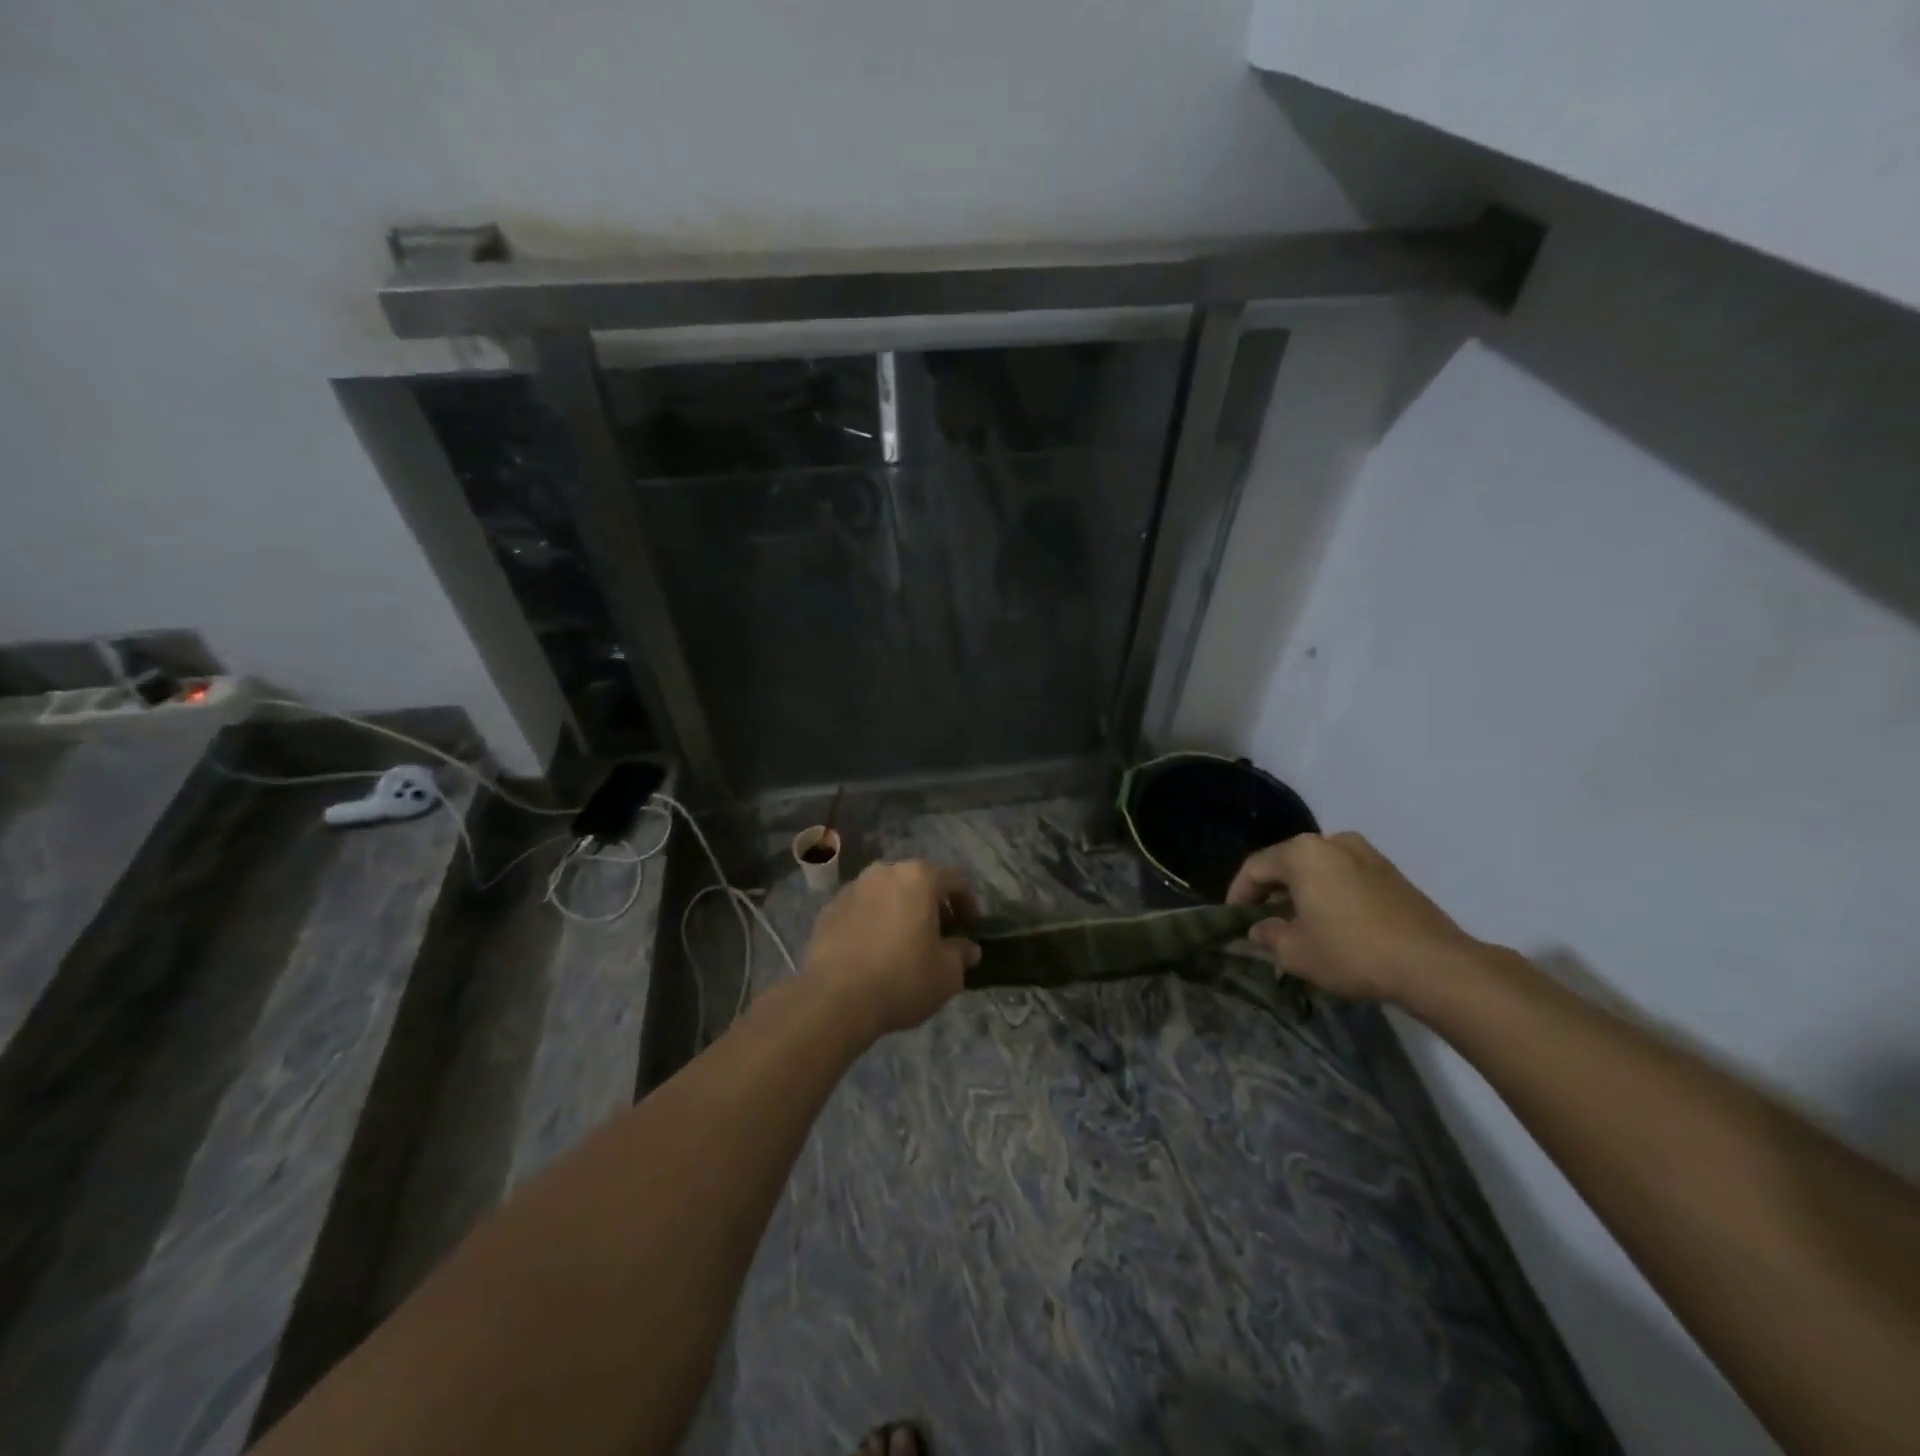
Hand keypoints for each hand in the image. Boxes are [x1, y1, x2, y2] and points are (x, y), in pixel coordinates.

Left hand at [801, 861, 980, 1040]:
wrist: (834, 999)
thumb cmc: (902, 979)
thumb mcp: (947, 974)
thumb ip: (962, 954)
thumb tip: (967, 947)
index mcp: (918, 877)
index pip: (955, 880)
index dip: (968, 904)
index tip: (970, 929)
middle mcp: (884, 872)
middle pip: (917, 882)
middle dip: (932, 906)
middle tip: (939, 936)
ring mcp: (852, 889)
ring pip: (886, 894)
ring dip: (900, 912)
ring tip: (903, 945)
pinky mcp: (827, 910)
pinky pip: (860, 911)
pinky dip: (872, 924)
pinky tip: (872, 953)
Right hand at [1226, 832, 1483, 1003]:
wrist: (1433, 965)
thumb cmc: (1351, 951)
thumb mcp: (1295, 952)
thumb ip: (1267, 935)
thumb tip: (1259, 928)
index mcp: (1302, 853)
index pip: (1255, 867)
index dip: (1238, 894)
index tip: (1232, 919)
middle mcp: (1332, 842)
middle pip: (1287, 863)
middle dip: (1270, 891)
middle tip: (1261, 920)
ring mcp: (1367, 854)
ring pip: (1318, 869)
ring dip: (1302, 892)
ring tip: (1297, 922)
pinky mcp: (1392, 873)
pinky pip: (1345, 877)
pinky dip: (1330, 894)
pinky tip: (1331, 922)